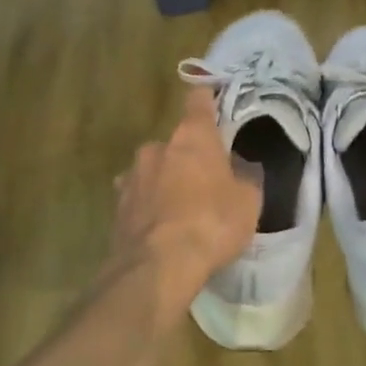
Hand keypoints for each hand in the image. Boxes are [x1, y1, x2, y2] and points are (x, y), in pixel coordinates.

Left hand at [111, 89, 260, 307]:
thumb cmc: (212, 223)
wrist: (157, 267)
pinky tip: (161, 228)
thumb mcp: (248, 201)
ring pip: (153, 170)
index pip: (198, 101)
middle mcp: (157, 148)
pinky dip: (150, 207)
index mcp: (192, 137)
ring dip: (166, 181)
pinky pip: (139, 198)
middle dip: (188, 156)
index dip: (206, 98)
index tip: (212, 98)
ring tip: (182, 209)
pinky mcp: (117, 207)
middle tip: (206, 179)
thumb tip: (242, 165)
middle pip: (175, 142)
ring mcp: (131, 176)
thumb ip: (247, 176)